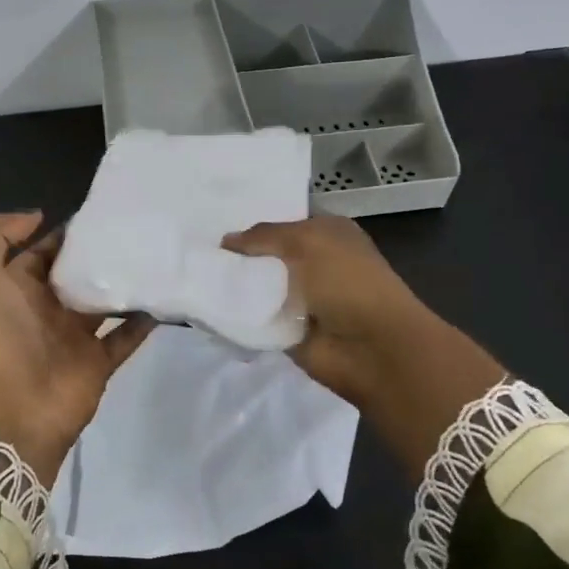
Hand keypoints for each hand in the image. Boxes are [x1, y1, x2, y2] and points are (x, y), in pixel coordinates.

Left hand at [0, 212, 153, 485]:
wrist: (13, 408)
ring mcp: (73, 337)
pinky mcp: (98, 361)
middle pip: (76, 275)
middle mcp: (44, 310)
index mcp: (15, 289)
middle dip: (99, 253)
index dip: (65, 234)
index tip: (99, 213)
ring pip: (104, 302)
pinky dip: (144, 319)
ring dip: (124, 282)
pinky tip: (165, 295)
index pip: (43, 253)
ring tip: (155, 254)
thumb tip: (38, 216)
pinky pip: (125, 335)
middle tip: (135, 228)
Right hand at [224, 216, 505, 470]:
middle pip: (268, 253)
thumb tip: (226, 241)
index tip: (215, 220)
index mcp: (328, 232)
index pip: (283, 220)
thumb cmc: (347, 281)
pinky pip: (256, 317)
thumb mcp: (307, 241)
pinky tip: (209, 305)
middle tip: (198, 249)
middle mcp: (316, 261)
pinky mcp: (289, 329)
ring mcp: (302, 297)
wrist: (372, 348)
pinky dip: (238, 315)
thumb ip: (264, 236)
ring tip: (196, 274)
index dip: (253, 222)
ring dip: (235, 285)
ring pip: (259, 285)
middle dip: (239, 253)